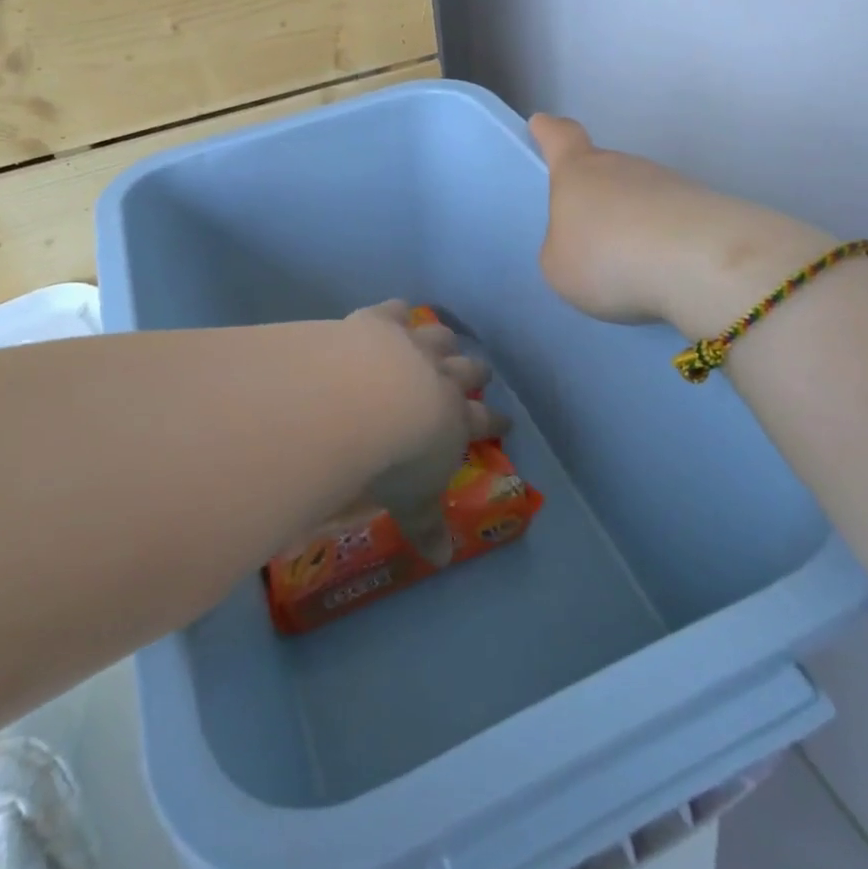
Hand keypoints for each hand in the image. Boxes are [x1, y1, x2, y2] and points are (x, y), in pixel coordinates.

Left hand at [348, 300, 506, 565]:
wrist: (362, 400)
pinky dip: (397, 311)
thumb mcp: (413, 502)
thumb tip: (443, 559)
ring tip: (445, 338)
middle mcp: (440, 377)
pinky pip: (394, 311)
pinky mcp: (379, 323)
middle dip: (476, 371)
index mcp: (454, 420)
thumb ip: (427, 527)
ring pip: (438, 337)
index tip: (505, 419)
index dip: (495, 420)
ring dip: (443, 338)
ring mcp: (411, 345)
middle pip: (468, 369)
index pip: (482, 421)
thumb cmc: (394, 460)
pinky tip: (397, 309)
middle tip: (480, 371)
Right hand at [529, 115, 834, 336]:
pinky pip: (673, 222)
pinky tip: (665, 273)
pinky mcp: (706, 207)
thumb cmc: (607, 257)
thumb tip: (584, 242)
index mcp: (578, 170)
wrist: (700, 264)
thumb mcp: (559, 265)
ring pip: (641, 197)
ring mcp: (669, 182)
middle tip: (590, 235)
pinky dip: (665, 242)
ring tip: (631, 267)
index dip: (550, 132)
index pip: (561, 137)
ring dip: (634, 223)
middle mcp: (623, 165)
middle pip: (605, 170)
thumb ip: (563, 248)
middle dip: (597, 196)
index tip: (542, 124)